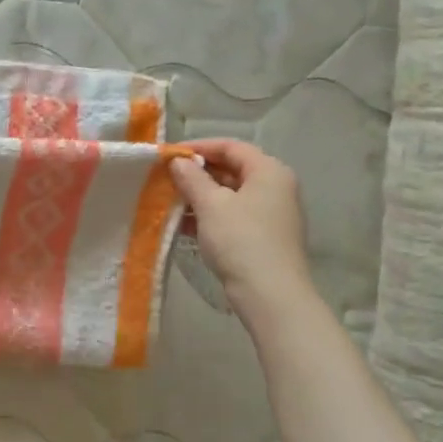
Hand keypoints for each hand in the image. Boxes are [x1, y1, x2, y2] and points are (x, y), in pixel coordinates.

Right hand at [169, 139, 313, 313]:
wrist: (270, 294)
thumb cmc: (241, 240)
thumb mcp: (211, 205)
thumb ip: (192, 179)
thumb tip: (178, 162)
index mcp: (269, 171)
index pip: (231, 147)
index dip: (199, 147)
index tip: (169, 155)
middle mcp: (275, 187)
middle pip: (232, 170)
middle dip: (198, 174)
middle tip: (167, 179)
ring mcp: (272, 214)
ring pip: (231, 195)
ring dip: (201, 197)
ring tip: (170, 202)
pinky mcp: (264, 237)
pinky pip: (233, 216)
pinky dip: (210, 216)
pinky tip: (184, 225)